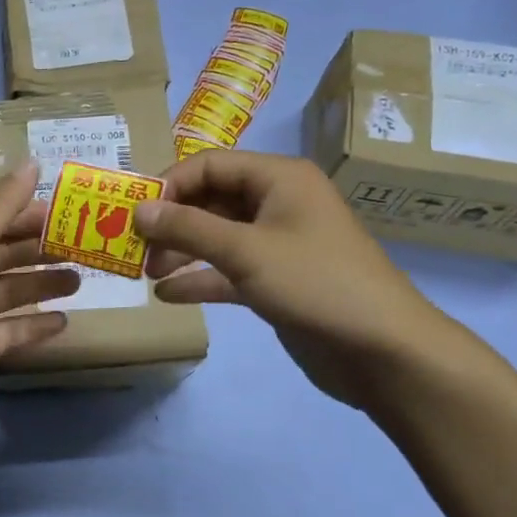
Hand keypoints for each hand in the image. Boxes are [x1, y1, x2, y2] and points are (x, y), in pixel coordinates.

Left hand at [0, 163, 77, 444]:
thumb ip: (2, 205)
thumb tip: (31, 162)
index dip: (27, 213)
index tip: (70, 213)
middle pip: (3, 252)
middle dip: (40, 248)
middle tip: (85, 245)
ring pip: (10, 290)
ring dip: (42, 282)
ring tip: (81, 279)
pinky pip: (11, 329)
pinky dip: (36, 324)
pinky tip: (65, 321)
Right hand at [135, 151, 454, 407]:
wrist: (383, 351)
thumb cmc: (316, 284)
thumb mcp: (245, 251)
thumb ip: (188, 228)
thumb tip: (138, 209)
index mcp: (278, 178)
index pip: (209, 164)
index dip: (168, 185)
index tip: (132, 213)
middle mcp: (277, 203)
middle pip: (210, 200)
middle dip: (171, 222)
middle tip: (134, 247)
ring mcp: (277, 243)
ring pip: (216, 236)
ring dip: (180, 251)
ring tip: (146, 273)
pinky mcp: (276, 280)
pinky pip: (228, 270)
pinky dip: (200, 279)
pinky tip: (166, 295)